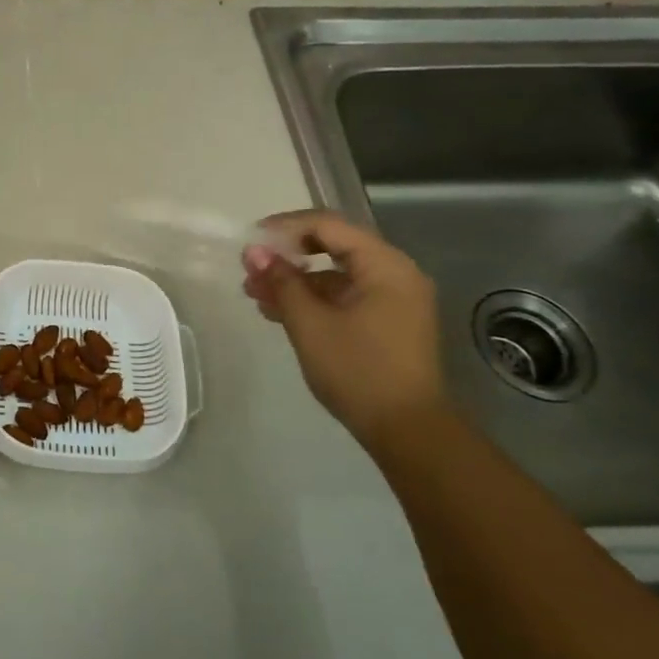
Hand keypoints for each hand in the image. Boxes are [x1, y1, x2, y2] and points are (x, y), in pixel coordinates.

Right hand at [242, 212, 445, 445]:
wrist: (409, 433)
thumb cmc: (359, 371)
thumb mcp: (310, 324)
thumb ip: (281, 281)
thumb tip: (254, 251)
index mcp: (385, 265)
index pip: (328, 225)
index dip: (285, 227)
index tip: (250, 241)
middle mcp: (395, 273)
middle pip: (333, 246)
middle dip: (287, 255)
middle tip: (250, 269)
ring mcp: (394, 299)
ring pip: (336, 274)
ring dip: (296, 280)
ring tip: (255, 294)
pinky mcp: (387, 322)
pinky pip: (345, 296)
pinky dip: (314, 299)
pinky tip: (279, 312)